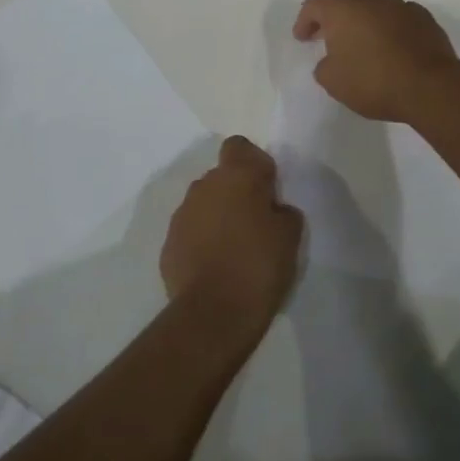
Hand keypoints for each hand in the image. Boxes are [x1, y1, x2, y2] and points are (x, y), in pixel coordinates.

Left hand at [161, 137, 302, 334]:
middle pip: (222, 176)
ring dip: (218, 216)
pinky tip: (216, 267)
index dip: (254, 163)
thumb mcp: (290, 236)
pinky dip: (203, 240)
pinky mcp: (169, 242)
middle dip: (237, 192)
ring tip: (235, 249)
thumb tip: (273, 210)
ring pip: (205, 203)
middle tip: (256, 223)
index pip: (239, 146)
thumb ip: (282, 211)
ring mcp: (182, 214)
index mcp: (236, 176)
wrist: (213, 314)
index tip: (267, 189)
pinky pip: (191, 231)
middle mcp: (204, 186)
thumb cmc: (258, 266)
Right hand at [291, 0, 459, 121]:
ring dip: (364, 15)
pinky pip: (399, 14)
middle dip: (334, 17)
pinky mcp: (424, 17)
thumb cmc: (373, 82)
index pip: (314, 3)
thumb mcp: (333, 82)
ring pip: (375, 0)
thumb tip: (330, 60)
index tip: (303, 39)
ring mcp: (400, 5)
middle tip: (330, 38)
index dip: (304, 20)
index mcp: (342, 9)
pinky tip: (393, 42)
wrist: (429, 87)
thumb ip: (324, 66)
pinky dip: (391, 23)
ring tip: (363, 36)